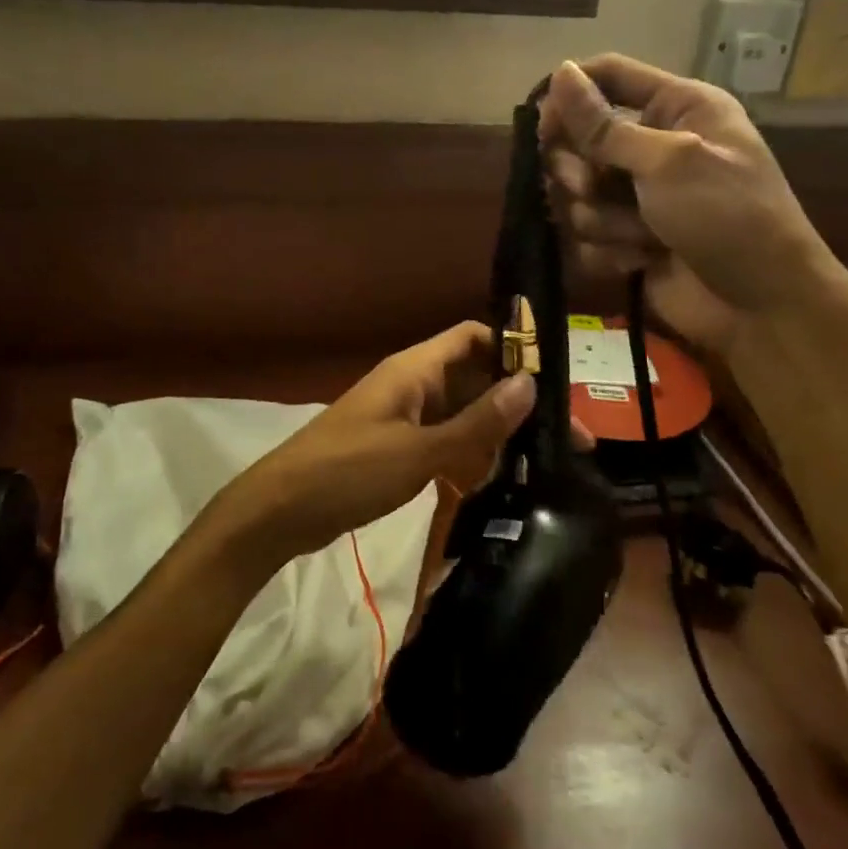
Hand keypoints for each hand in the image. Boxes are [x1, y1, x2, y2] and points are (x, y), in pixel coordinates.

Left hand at [201, 322, 591, 574]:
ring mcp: (404, 417)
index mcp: (415, 370)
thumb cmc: (348, 472)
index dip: (514, 349)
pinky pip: (444, 441)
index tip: (556, 381)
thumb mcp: (419, 452)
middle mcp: (413, 385)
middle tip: (567, 438)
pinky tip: (499, 481)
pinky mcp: (397, 448)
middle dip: (516, 400)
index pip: (473, 337)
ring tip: (545, 462)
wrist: (280, 511)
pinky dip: (469, 455)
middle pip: (474, 378)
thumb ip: (476, 423)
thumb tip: (530, 385)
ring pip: (462, 413)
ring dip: (497, 432)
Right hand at [538, 55, 843, 353]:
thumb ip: (604, 125)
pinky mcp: (626, 239)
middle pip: (579, 140)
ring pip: (576, 195)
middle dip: (580, 171)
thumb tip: (559, 72)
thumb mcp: (668, 161)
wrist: (760, 306)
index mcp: (675, 108)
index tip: (542, 126)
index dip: (570, 95)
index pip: (608, 76)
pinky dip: (608, 251)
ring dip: (602, 219)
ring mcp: (636, 196)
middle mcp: (652, 145)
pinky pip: (585, 237)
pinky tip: (641, 261)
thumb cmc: (728, 216)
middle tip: (593, 188)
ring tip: (642, 236)